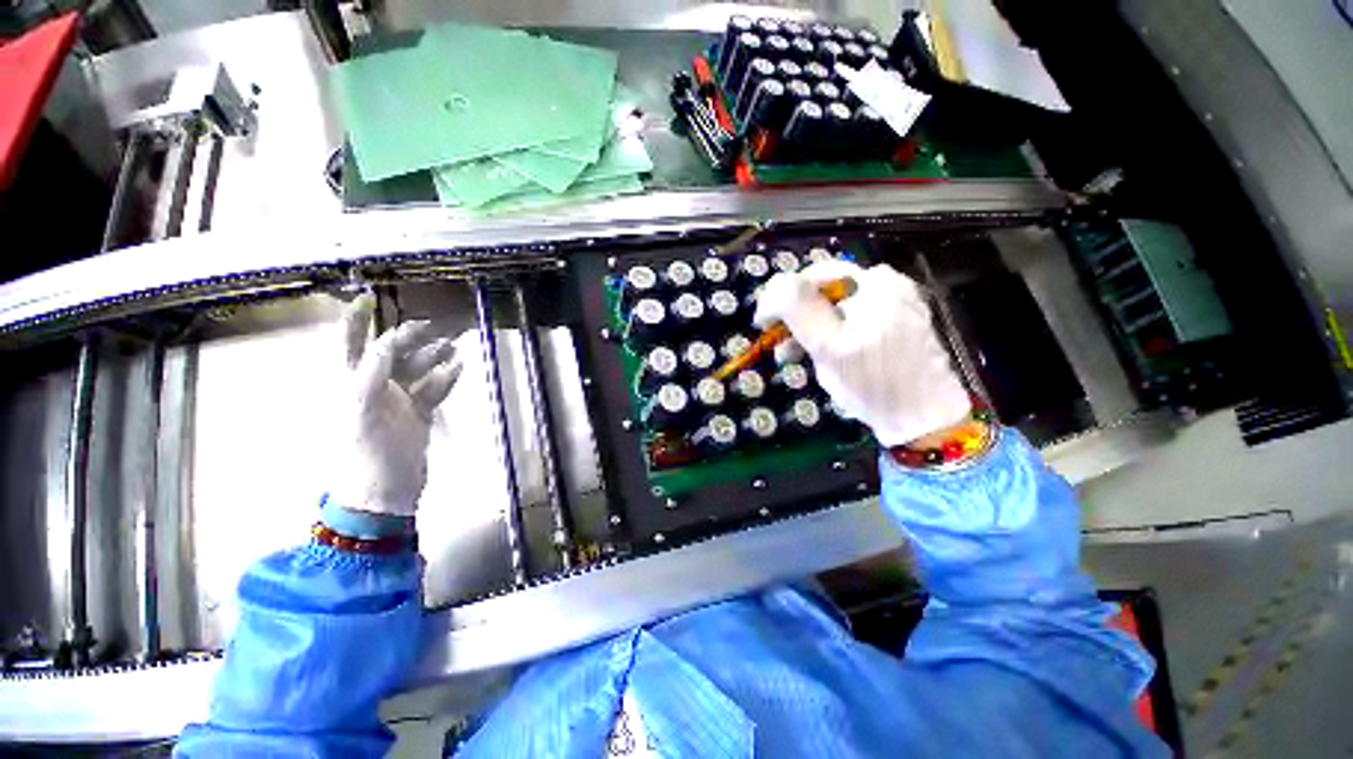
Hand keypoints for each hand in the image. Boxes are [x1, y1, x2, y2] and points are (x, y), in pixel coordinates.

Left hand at [330, 294, 462, 515]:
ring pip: (416, 370)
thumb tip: (388, 342)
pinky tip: (458, 368)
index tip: (369, 297)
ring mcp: (398, 401)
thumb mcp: (361, 410)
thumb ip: (370, 373)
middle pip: (390, 353)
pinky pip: (433, 389)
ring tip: (453, 346)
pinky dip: (446, 378)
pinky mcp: (418, 415)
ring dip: (433, 357)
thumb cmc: (366, 453)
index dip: (355, 320)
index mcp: (350, 384)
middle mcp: (373, 387)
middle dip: (408, 338)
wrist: (384, 493)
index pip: (348, 343)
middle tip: (431, 326)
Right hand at [753, 260, 970, 446]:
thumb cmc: (872, 382)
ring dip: (809, 329)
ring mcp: (895, 303)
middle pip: (825, 292)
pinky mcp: (897, 324)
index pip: (812, 276)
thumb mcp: (828, 345)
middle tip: (778, 345)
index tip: (762, 324)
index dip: (780, 297)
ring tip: (793, 356)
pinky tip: (821, 354)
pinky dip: (831, 334)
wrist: (923, 419)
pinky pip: (853, 320)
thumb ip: (799, 309)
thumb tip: (773, 286)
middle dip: (795, 318)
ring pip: (836, 308)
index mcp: (872, 283)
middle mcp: (887, 285)